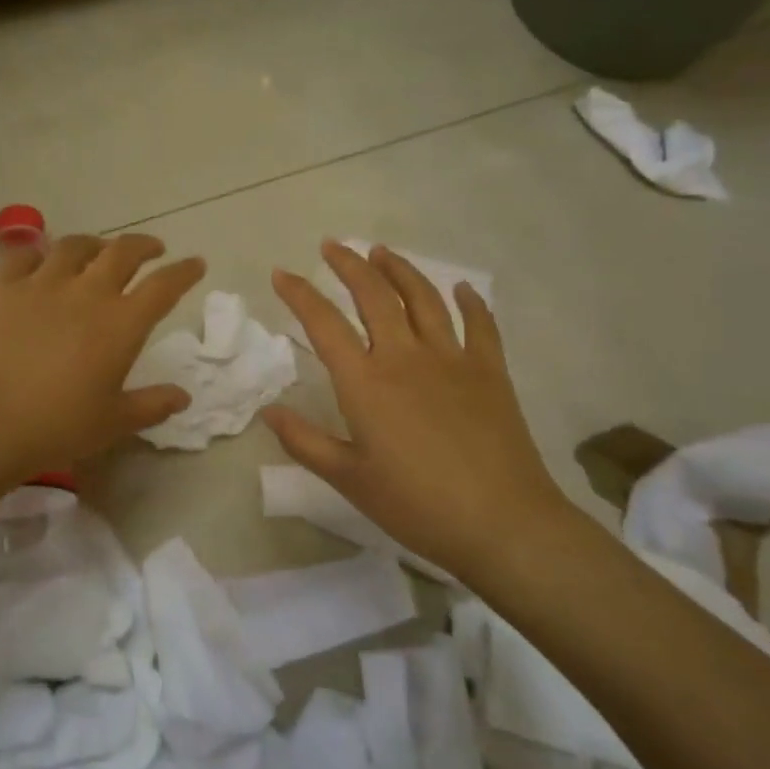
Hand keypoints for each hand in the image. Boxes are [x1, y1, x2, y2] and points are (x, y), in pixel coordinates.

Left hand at [0, 233, 205, 473]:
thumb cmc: (56, 427)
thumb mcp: (113, 422)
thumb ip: (151, 405)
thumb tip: (183, 396)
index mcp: (121, 324)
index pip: (164, 286)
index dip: (184, 272)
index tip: (195, 263)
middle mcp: (87, 292)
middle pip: (123, 252)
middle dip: (144, 246)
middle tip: (152, 249)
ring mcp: (41, 283)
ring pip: (75, 246)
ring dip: (94, 244)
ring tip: (98, 249)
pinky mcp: (0, 286)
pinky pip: (21, 254)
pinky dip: (36, 252)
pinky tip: (38, 259)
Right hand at [262, 241, 581, 579]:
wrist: (501, 522)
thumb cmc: (416, 505)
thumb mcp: (349, 479)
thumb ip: (305, 441)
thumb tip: (268, 410)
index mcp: (365, 383)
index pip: (324, 323)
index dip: (299, 294)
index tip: (282, 273)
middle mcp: (405, 357)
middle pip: (374, 295)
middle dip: (349, 264)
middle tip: (332, 245)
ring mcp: (452, 359)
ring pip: (423, 298)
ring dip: (400, 269)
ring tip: (382, 252)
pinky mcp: (489, 372)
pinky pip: (480, 324)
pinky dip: (471, 302)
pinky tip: (463, 289)